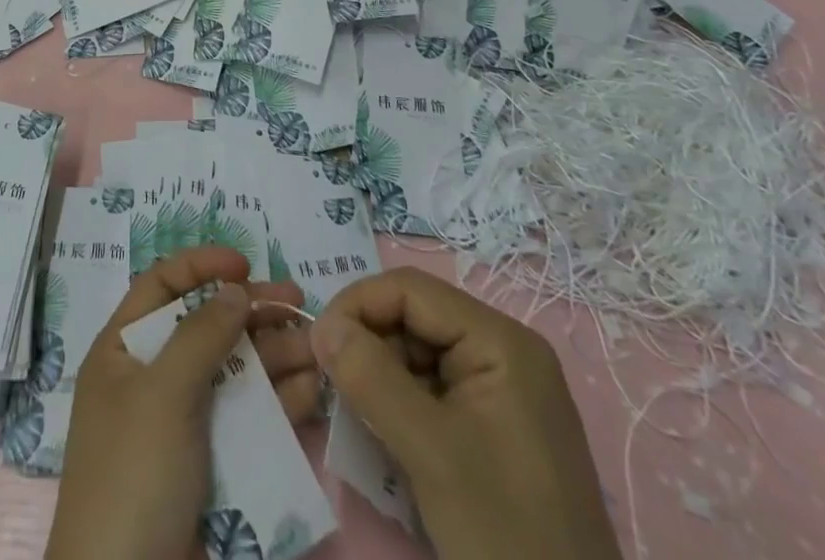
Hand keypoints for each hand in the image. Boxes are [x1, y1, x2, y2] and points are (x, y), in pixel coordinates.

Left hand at [46, 246, 318, 559]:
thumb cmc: (133, 474)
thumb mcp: (162, 393)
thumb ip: (201, 335)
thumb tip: (234, 288)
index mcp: (123, 351)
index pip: (161, 287)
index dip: (200, 266)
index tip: (245, 262)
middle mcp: (153, 378)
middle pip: (207, 327)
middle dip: (252, 311)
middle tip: (300, 301)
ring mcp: (185, 424)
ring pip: (235, 372)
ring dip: (276, 354)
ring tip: (317, 345)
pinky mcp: (214, 466)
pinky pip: (249, 420)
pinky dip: (281, 402)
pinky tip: (313, 390)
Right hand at [313, 268, 620, 559]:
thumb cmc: (506, 533)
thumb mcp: (430, 452)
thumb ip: (371, 378)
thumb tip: (320, 326)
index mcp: (500, 341)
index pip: (411, 290)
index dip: (359, 304)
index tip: (318, 344)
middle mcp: (503, 351)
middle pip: (414, 318)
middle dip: (369, 343)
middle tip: (334, 384)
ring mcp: (501, 389)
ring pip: (418, 353)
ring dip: (381, 375)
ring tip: (359, 414)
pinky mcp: (494, 424)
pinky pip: (433, 388)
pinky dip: (401, 403)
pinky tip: (387, 434)